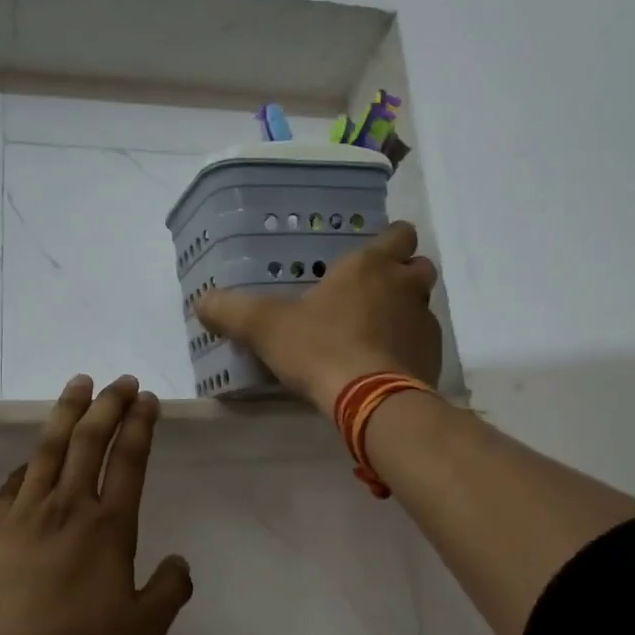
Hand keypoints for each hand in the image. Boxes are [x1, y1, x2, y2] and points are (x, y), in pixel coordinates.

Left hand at [0, 374, 193, 634]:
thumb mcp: (140, 631)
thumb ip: (168, 592)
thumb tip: (180, 563)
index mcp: (108, 528)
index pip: (129, 461)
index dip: (139, 425)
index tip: (146, 398)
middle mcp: (68, 507)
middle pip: (89, 441)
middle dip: (108, 405)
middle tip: (120, 381)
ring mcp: (25, 513)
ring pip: (49, 448)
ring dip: (67, 412)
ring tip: (79, 383)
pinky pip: (14, 481)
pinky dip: (29, 460)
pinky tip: (33, 455)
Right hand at [195, 220, 441, 412]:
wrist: (370, 400)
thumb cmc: (321, 348)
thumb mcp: (265, 327)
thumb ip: (232, 310)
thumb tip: (202, 302)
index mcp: (370, 266)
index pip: (398, 234)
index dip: (388, 241)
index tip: (369, 256)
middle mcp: (405, 287)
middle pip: (418, 267)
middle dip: (401, 276)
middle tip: (370, 295)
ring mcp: (424, 323)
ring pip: (422, 306)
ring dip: (404, 313)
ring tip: (373, 333)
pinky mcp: (432, 359)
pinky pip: (423, 344)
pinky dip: (408, 349)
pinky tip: (382, 366)